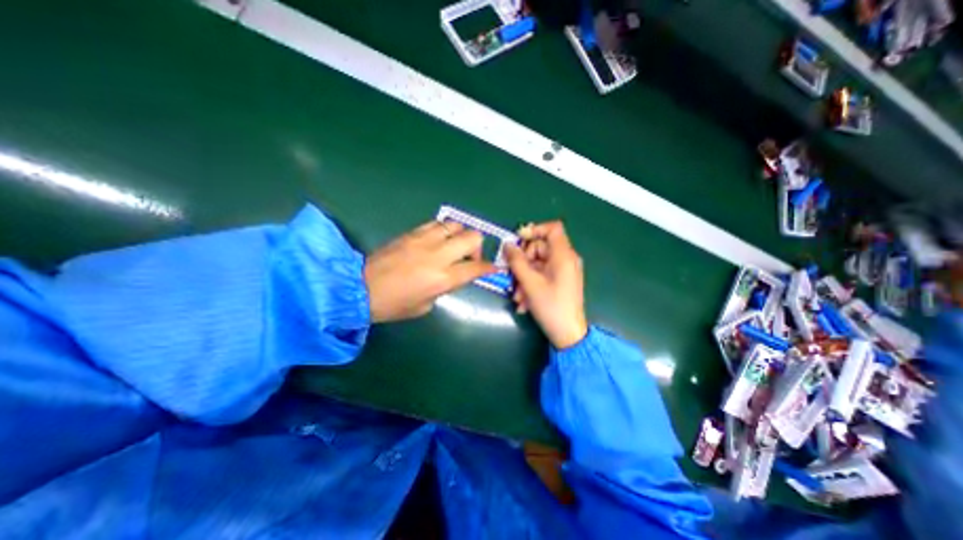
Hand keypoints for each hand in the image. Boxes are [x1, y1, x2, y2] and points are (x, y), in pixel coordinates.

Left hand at [364, 219, 494, 321]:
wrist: (360, 288)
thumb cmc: (394, 304)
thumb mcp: (425, 305)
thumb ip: (444, 288)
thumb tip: (452, 276)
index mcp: (443, 278)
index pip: (476, 268)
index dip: (489, 267)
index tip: (494, 267)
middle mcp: (438, 255)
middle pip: (472, 237)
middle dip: (478, 247)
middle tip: (469, 258)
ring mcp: (425, 240)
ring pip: (456, 225)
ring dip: (460, 236)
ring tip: (453, 246)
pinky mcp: (412, 233)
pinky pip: (436, 224)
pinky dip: (443, 230)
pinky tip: (438, 240)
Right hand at [504, 220, 586, 349]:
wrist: (568, 335)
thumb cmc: (551, 306)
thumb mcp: (530, 283)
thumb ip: (517, 261)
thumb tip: (507, 245)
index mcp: (564, 255)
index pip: (553, 228)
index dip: (534, 229)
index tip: (518, 240)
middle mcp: (566, 260)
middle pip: (540, 248)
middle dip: (523, 262)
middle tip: (512, 276)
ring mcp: (563, 271)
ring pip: (538, 264)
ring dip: (524, 277)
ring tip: (517, 296)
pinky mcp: (560, 281)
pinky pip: (542, 275)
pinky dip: (531, 284)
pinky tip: (524, 301)